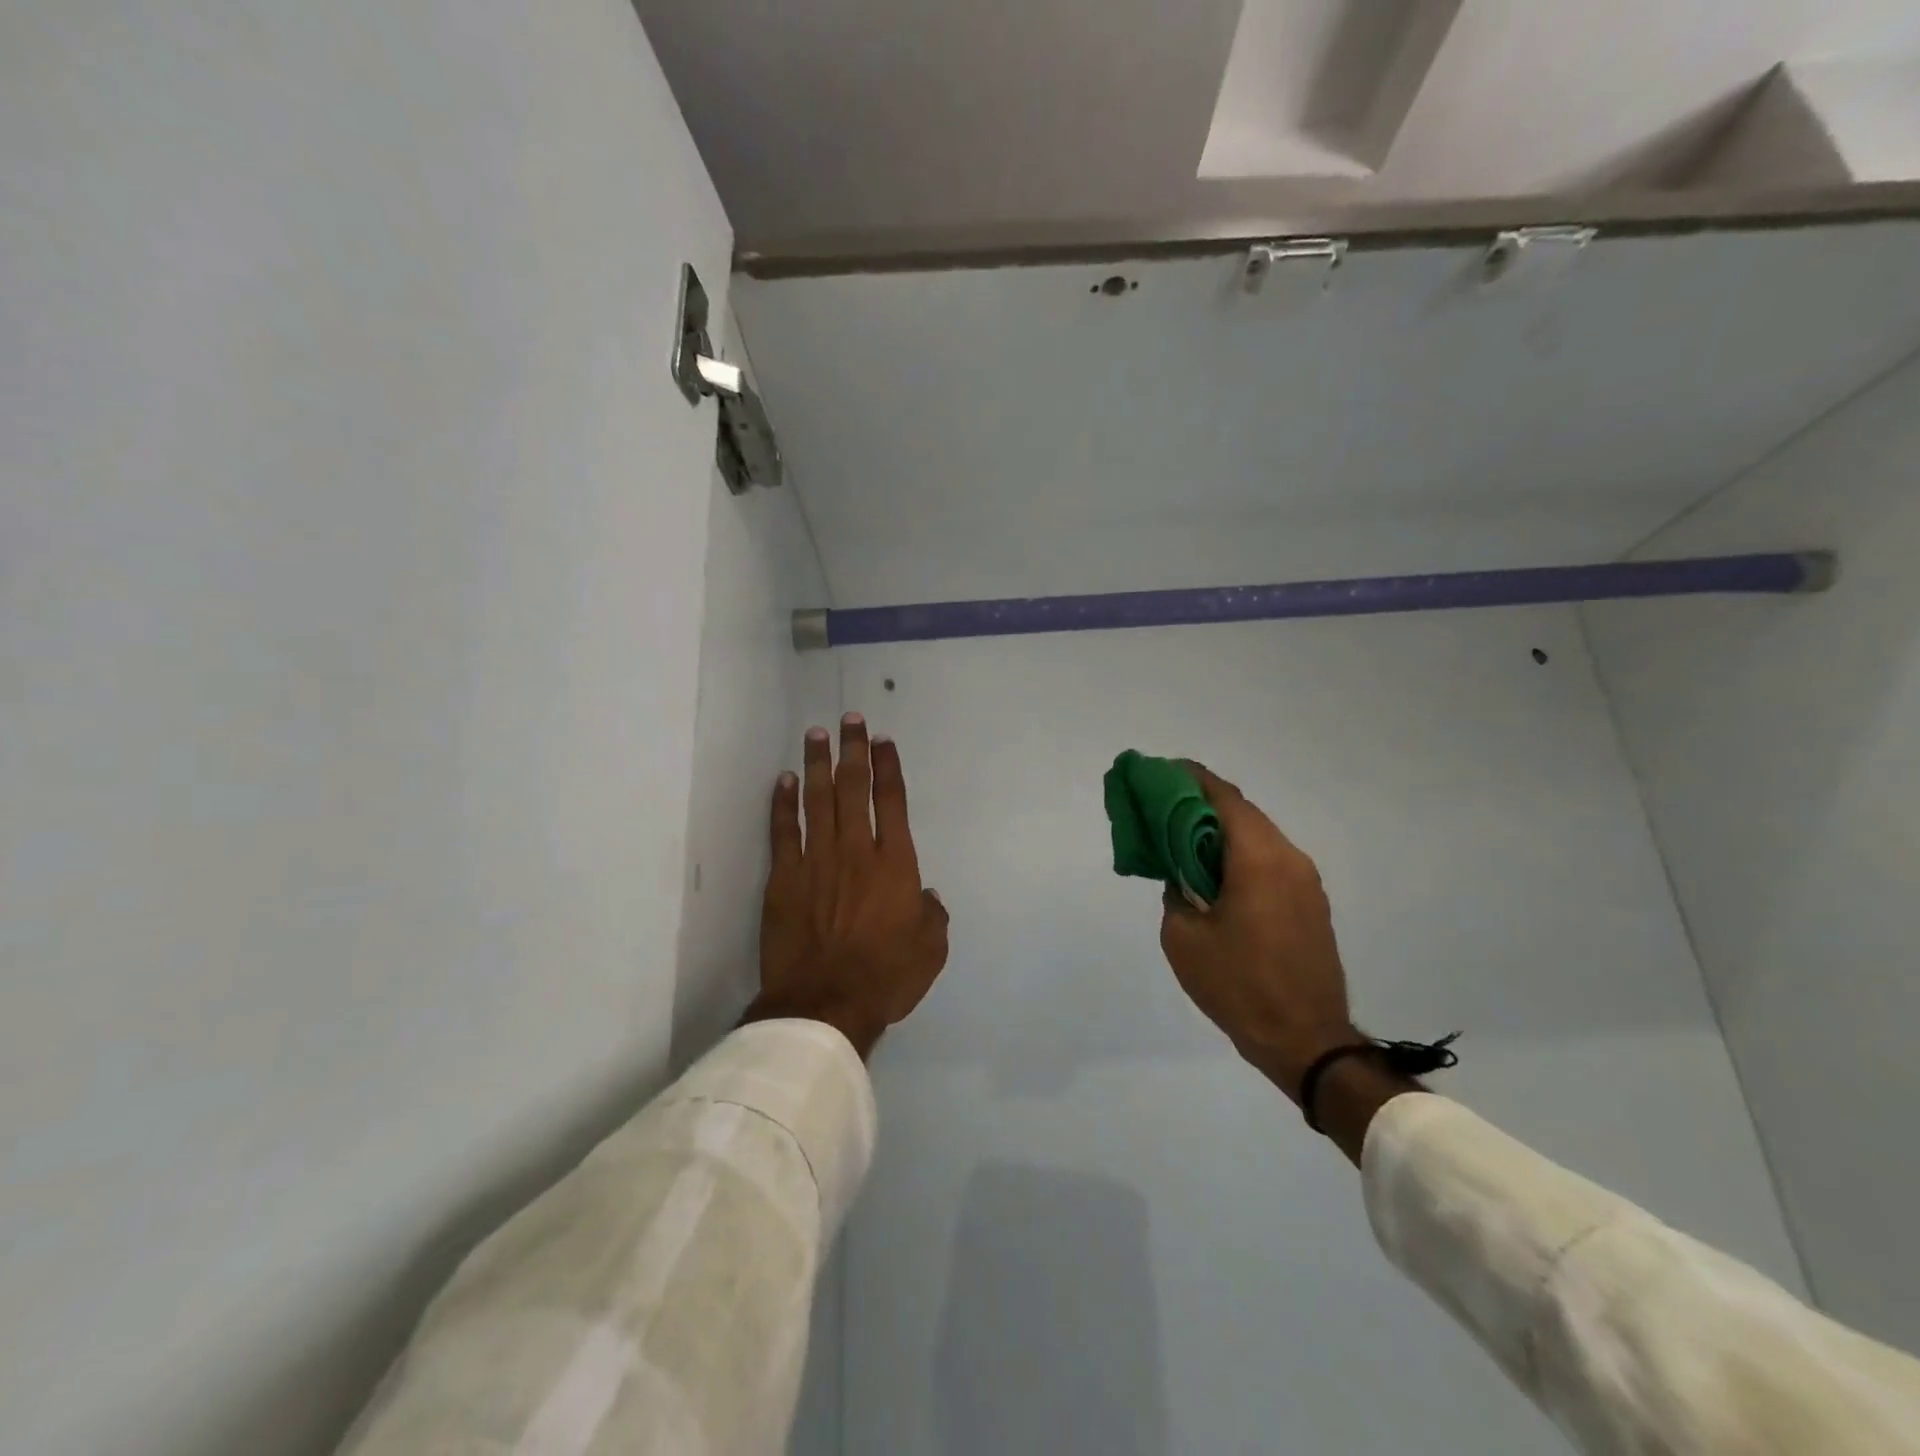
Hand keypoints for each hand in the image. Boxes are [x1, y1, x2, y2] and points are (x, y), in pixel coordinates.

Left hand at [744, 714, 949, 1058]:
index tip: (883, 741)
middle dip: (853, 750)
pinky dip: (783, 803)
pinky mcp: (784, 878)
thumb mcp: (931, 949)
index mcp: (895, 863)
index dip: (888, 767)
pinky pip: (783, 830)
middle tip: (850, 719)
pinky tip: (784, 780)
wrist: (825, 1004)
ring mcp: (816, 861)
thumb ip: (932, 915)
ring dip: (817, 764)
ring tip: (816, 734)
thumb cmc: (885, 976)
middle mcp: (856, 850)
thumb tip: (926, 896)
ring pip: (817, 799)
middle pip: (853, 788)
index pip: (892, 801)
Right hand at [1159, 765, 1358, 1103]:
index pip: (1223, 798)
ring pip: (1258, 837)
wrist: (1307, 1041)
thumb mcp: (1184, 938)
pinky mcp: (1312, 905)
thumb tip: (1183, 878)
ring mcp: (1306, 882)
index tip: (1162, 772)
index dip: (1191, 778)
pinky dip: (1240, 856)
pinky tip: (1215, 875)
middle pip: (1242, 813)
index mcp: (1257, 858)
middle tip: (1164, 807)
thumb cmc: (1239, 985)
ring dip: (1221, 832)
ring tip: (1184, 841)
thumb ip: (1176, 893)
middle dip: (1201, 803)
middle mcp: (1288, 858)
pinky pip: (1271, 863)